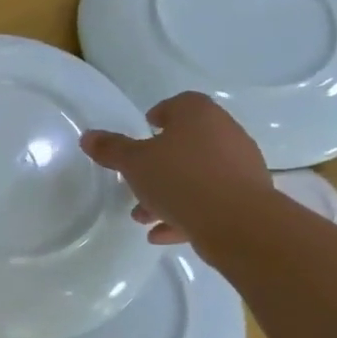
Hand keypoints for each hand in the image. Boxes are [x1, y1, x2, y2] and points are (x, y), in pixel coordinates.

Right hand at [81, 92, 271, 246]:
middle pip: (187, 142)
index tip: (143, 133)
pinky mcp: (248, 199)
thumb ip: (111, 149)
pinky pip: (210, 201)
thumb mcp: (134, 163)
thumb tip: (88, 137)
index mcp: (199, 116)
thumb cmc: (181, 179)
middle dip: (159, 163)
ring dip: (169, 193)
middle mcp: (225, 134)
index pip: (179, 104)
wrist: (239, 224)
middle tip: (137, 179)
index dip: (160, 115)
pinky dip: (186, 214)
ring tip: (142, 216)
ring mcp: (240, 167)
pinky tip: (161, 234)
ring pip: (197, 175)